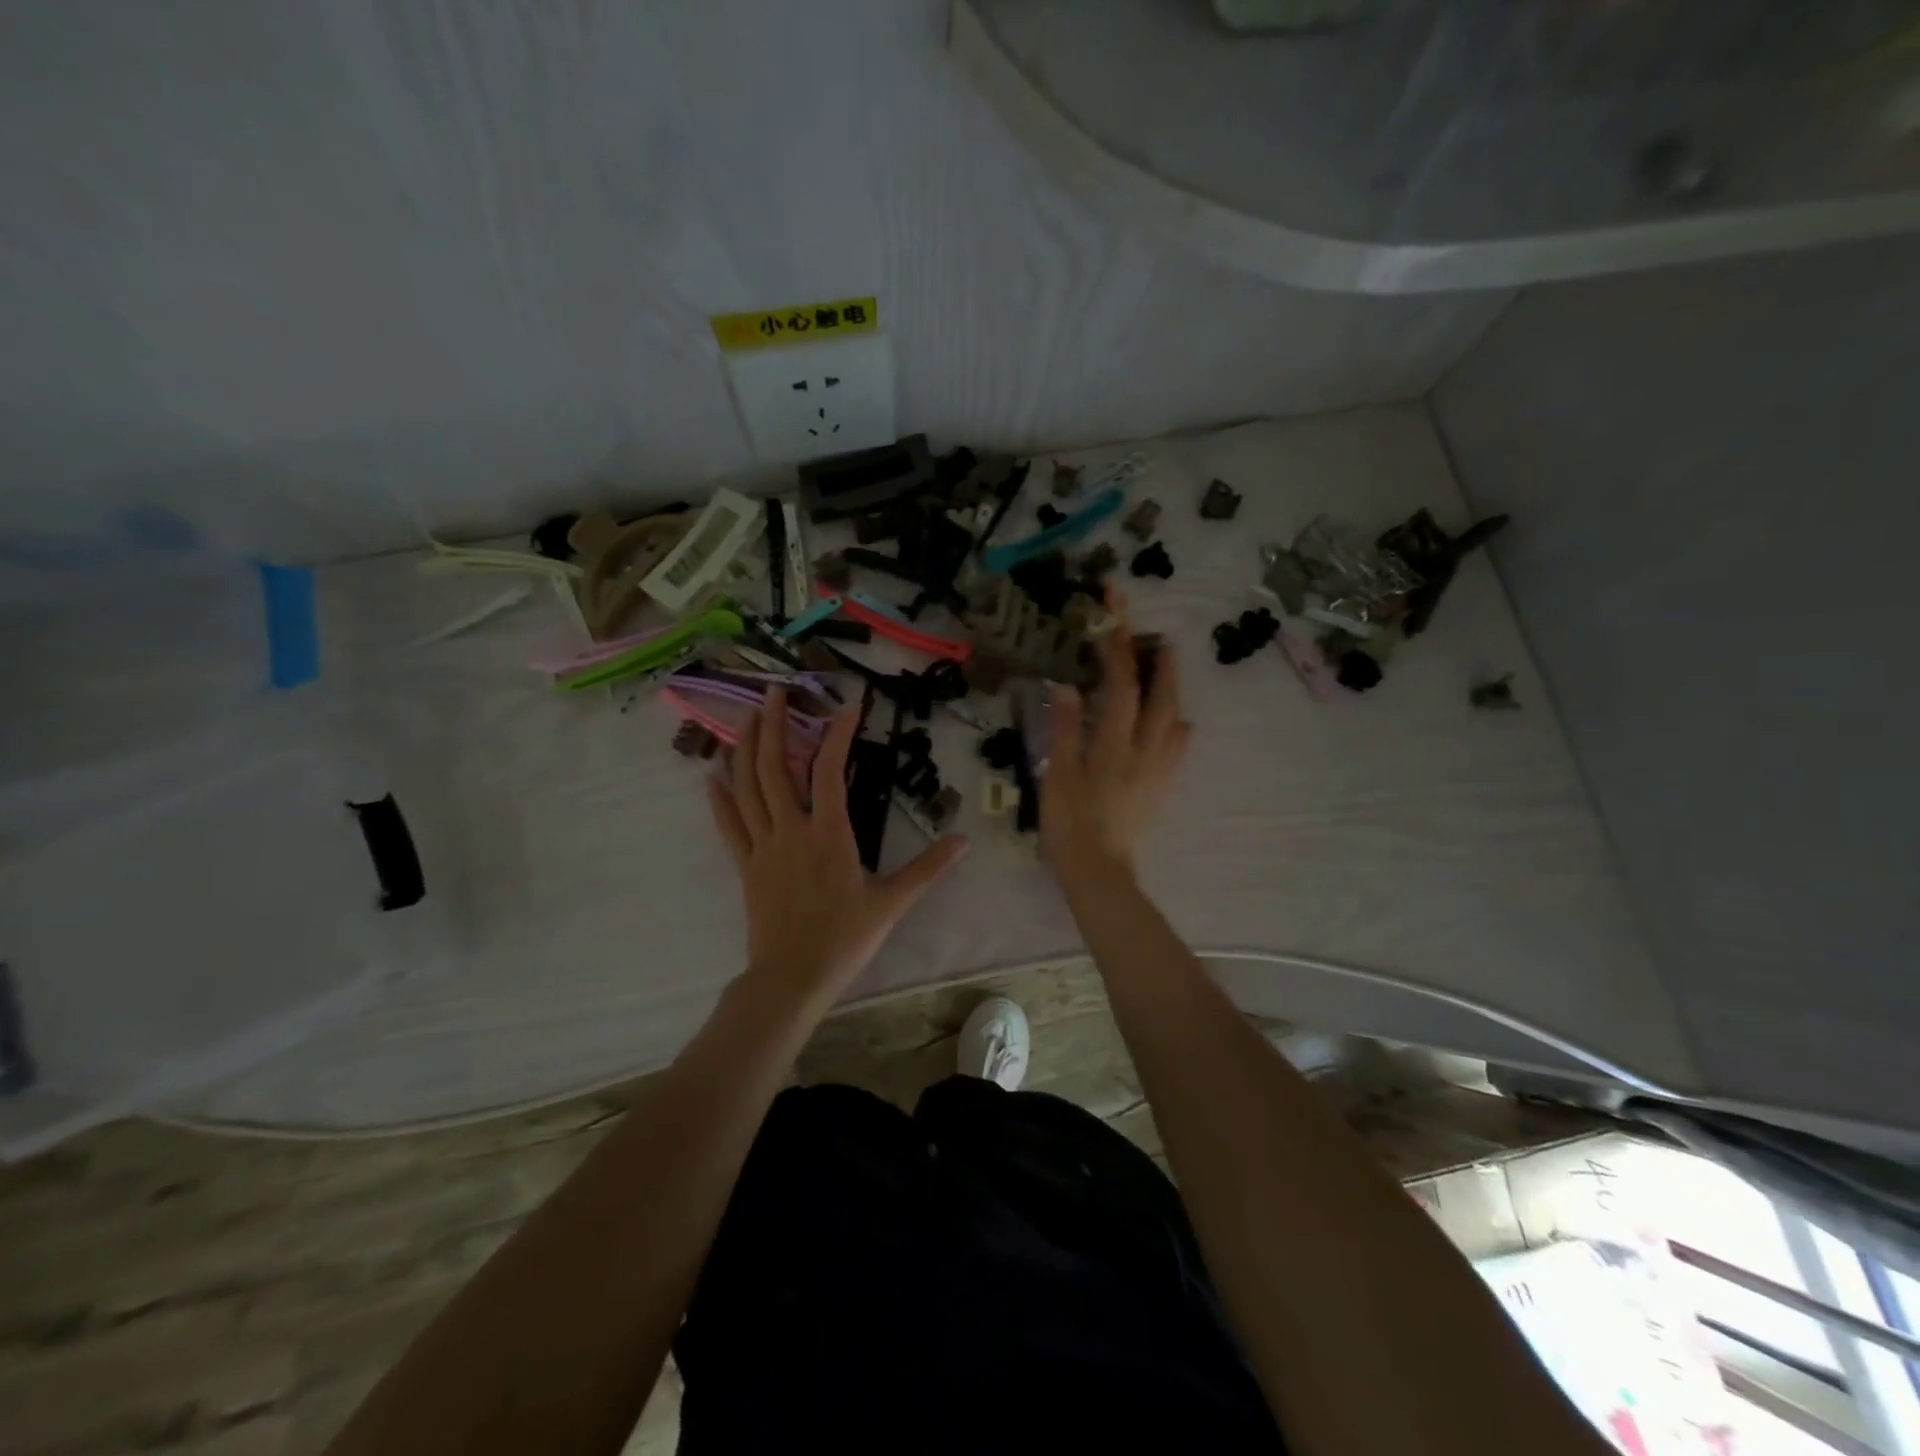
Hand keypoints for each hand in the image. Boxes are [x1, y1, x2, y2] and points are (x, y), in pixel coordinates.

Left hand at [706, 688, 968, 1012]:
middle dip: (773, 725)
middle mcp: (791, 830)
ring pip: (747, 788)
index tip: (846, 707)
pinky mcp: (745, 866)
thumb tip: (963, 841)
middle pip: (775, 767)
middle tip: (774, 692)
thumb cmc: (844, 939)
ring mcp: (763, 846)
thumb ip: (927, 868)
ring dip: (744, 749)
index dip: (836, 734)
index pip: (829, 770)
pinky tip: (711, 775)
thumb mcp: (892, 902)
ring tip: (744, 717)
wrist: (791, 978)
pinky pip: (727, 825)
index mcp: (829, 834)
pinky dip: (719, 798)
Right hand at [1042, 604, 1190, 886]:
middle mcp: (1144, 751)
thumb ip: (1064, 729)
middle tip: (1162, 640)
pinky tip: (1177, 724)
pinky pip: (1178, 750)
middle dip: (1161, 665)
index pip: (1120, 685)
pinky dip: (1178, 728)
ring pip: (1174, 720)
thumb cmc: (1069, 824)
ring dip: (1173, 691)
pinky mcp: (1161, 788)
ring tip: (1169, 672)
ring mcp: (1157, 770)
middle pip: (1160, 698)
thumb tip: (1068, 685)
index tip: (1115, 616)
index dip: (1118, 647)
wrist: (1098, 872)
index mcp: (1114, 745)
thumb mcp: (1056, 775)